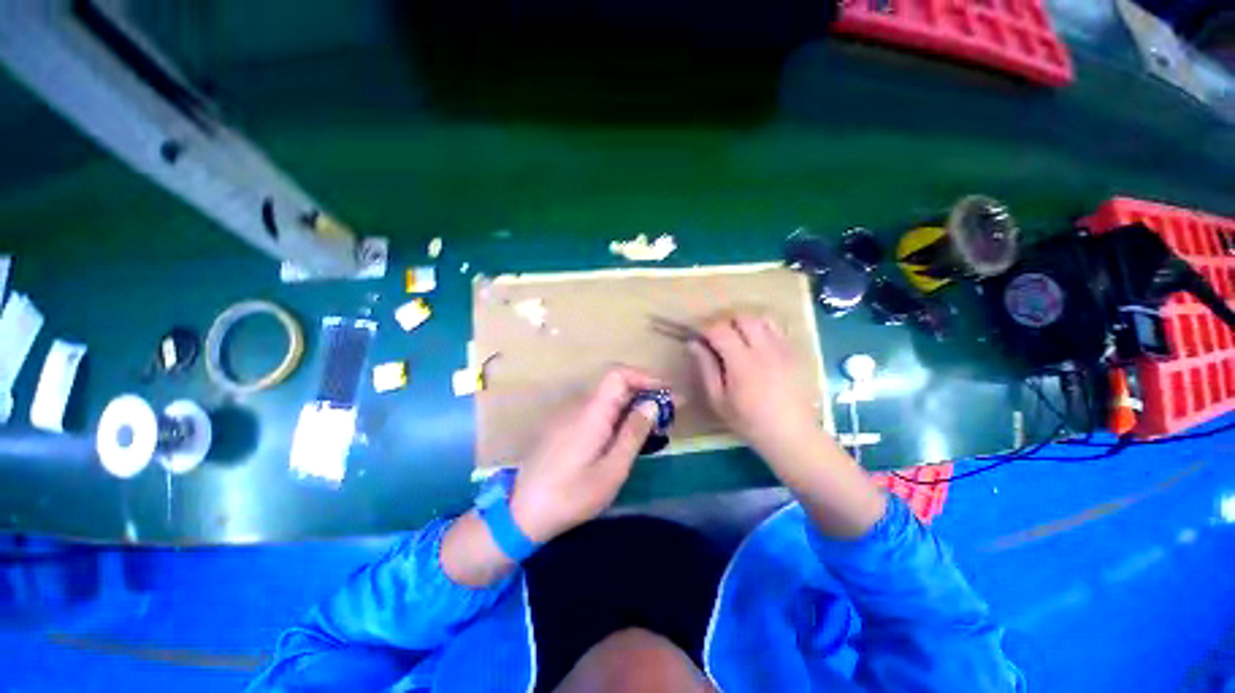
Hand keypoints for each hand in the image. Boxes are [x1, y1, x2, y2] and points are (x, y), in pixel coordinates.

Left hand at [509, 368, 661, 542]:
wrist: (522, 512)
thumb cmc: (571, 495)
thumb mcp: (611, 470)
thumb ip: (633, 434)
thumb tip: (652, 405)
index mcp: (591, 412)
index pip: (618, 375)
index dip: (644, 377)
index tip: (667, 392)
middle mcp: (579, 406)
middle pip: (614, 385)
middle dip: (643, 393)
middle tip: (667, 413)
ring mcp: (569, 415)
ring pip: (606, 399)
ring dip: (631, 405)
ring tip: (652, 427)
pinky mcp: (565, 427)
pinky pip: (596, 411)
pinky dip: (616, 415)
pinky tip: (625, 436)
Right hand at [688, 312, 885, 537]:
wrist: (791, 434)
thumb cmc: (749, 421)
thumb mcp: (718, 400)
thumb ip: (706, 368)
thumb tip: (693, 343)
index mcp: (741, 363)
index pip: (719, 330)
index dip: (705, 328)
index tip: (698, 336)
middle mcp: (763, 349)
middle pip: (742, 317)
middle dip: (725, 322)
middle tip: (717, 338)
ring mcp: (782, 349)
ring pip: (761, 318)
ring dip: (745, 323)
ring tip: (737, 339)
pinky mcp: (794, 352)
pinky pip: (777, 328)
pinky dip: (762, 329)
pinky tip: (757, 346)